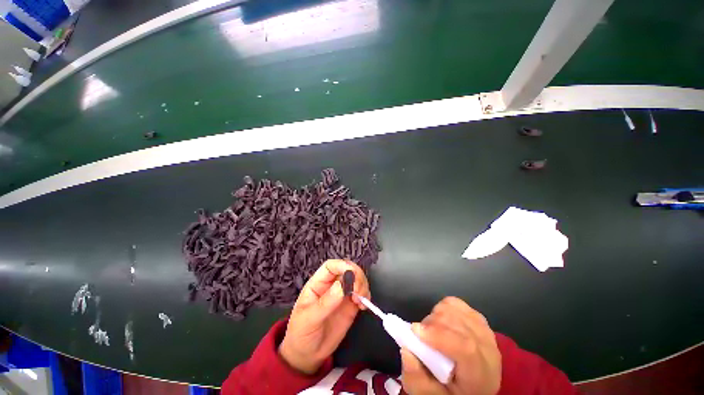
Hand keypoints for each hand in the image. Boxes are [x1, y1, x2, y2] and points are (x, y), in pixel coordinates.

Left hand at [279, 260, 369, 373]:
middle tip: (358, 291)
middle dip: (356, 275)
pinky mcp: (351, 305)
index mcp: (318, 283)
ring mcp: (342, 294)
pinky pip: (362, 294)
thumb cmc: (301, 333)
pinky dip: (366, 296)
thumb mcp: (309, 319)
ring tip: (361, 301)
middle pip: (347, 269)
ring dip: (363, 285)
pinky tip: (364, 306)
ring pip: (357, 279)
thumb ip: (325, 303)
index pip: (331, 266)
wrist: (307, 354)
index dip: (342, 266)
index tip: (351, 275)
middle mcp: (332, 285)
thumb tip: (342, 286)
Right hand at [401, 297, 500, 394]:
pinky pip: (456, 303)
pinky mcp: (478, 318)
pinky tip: (440, 321)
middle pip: (457, 324)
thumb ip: (416, 380)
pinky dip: (443, 307)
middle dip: (431, 324)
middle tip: (420, 335)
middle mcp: (489, 351)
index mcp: (481, 376)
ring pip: (454, 310)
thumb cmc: (450, 391)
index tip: (415, 331)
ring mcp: (485, 331)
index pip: (466, 348)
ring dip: (435, 315)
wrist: (473, 385)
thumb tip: (406, 350)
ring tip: (431, 330)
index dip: (438, 335)